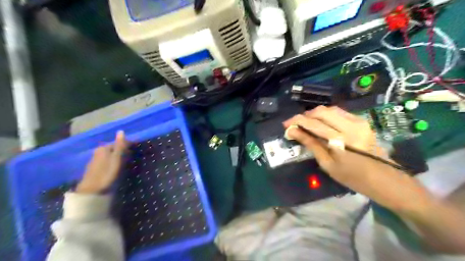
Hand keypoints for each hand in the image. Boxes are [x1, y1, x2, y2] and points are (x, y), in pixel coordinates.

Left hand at [75, 131, 126, 192]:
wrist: (92, 191)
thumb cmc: (107, 173)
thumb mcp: (116, 158)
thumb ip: (119, 145)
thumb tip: (121, 130)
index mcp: (103, 148)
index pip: (118, 142)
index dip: (127, 145)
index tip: (136, 150)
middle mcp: (98, 152)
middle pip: (113, 149)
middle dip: (122, 151)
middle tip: (132, 157)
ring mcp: (95, 161)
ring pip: (110, 156)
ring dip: (118, 158)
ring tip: (127, 163)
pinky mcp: (95, 169)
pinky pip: (107, 162)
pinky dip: (113, 163)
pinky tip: (117, 168)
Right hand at [284, 106, 398, 193]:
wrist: (385, 179)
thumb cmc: (353, 178)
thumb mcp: (327, 164)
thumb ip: (311, 144)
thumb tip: (293, 132)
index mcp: (340, 140)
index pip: (313, 123)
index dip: (296, 121)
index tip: (286, 125)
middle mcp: (349, 126)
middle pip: (321, 111)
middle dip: (305, 115)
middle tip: (296, 125)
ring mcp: (358, 121)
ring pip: (330, 109)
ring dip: (315, 114)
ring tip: (307, 124)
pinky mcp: (362, 121)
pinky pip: (339, 112)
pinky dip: (327, 115)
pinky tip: (322, 124)